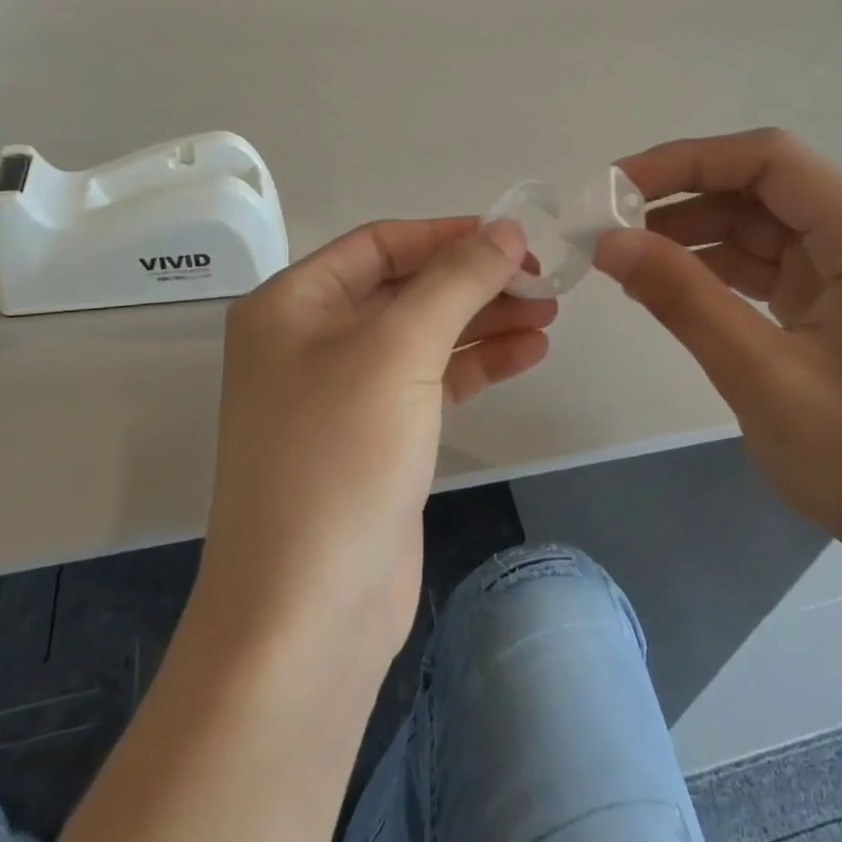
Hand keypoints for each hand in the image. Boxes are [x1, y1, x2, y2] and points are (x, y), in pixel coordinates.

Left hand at [198, 217, 552, 660]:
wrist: (309, 611)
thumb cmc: (340, 459)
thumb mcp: (399, 351)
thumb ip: (456, 282)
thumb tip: (506, 230)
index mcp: (292, 305)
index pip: (380, 244)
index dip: (448, 235)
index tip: (515, 237)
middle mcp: (311, 341)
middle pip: (406, 289)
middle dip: (474, 282)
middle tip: (544, 283)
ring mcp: (344, 393)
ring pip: (425, 336)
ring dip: (484, 322)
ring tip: (549, 317)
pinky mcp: (377, 438)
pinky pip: (431, 382)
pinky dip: (477, 365)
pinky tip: (527, 354)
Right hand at [594, 129, 841, 580]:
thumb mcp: (762, 377)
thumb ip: (684, 299)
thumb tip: (608, 243)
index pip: (770, 161)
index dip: (686, 161)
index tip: (617, 186)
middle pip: (764, 189)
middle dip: (683, 200)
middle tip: (609, 226)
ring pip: (762, 226)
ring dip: (694, 236)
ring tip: (626, 258)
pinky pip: (770, 264)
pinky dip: (717, 269)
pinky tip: (668, 283)